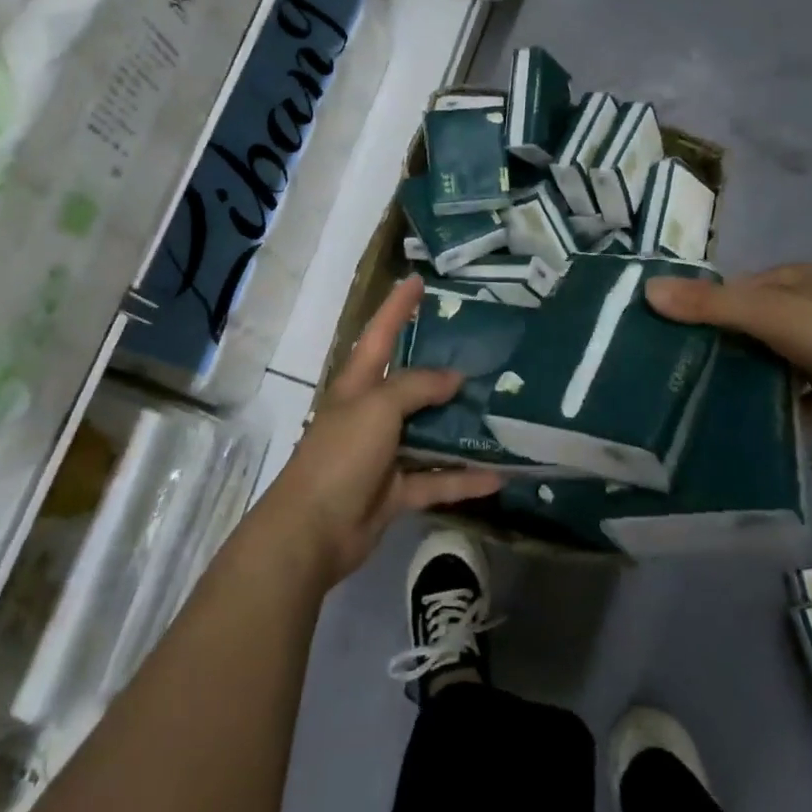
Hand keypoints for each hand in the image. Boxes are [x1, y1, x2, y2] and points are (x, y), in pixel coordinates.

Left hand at [261, 276, 503, 584]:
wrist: (312, 531)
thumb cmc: (341, 455)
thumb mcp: (377, 407)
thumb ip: (416, 387)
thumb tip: (454, 378)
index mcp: (358, 384)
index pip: (381, 334)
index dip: (397, 306)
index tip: (418, 280)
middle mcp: (371, 413)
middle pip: (410, 384)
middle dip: (441, 369)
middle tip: (482, 354)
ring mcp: (383, 454)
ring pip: (428, 433)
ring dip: (459, 427)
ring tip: (499, 413)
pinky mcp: (395, 491)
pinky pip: (436, 479)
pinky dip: (463, 479)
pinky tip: (499, 476)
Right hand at [645, 263, 811, 428]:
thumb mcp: (766, 313)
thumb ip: (710, 305)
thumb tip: (647, 290)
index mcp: (790, 281)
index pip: (734, 291)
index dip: (702, 309)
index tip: (668, 336)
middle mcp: (808, 309)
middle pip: (752, 328)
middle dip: (724, 350)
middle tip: (682, 376)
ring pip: (776, 363)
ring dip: (752, 381)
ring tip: (709, 404)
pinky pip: (802, 397)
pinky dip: (784, 409)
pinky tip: (756, 427)